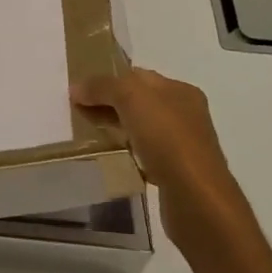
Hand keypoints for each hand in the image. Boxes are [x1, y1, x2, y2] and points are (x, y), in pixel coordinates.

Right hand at [72, 67, 239, 200]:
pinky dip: (126, 155)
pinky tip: (111, 160)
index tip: (80, 91)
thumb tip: (77, 88)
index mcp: (180, 90)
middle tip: (79, 113)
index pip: (138, 76)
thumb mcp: (131, 98)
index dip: (109, 79)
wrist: (195, 196)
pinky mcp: (175, 172)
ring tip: (90, 136)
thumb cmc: (167, 138)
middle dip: (109, 105)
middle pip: (139, 102)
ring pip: (141, 129)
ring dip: (117, 130)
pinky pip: (144, 155)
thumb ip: (103, 86)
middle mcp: (185, 114)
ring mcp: (182, 144)